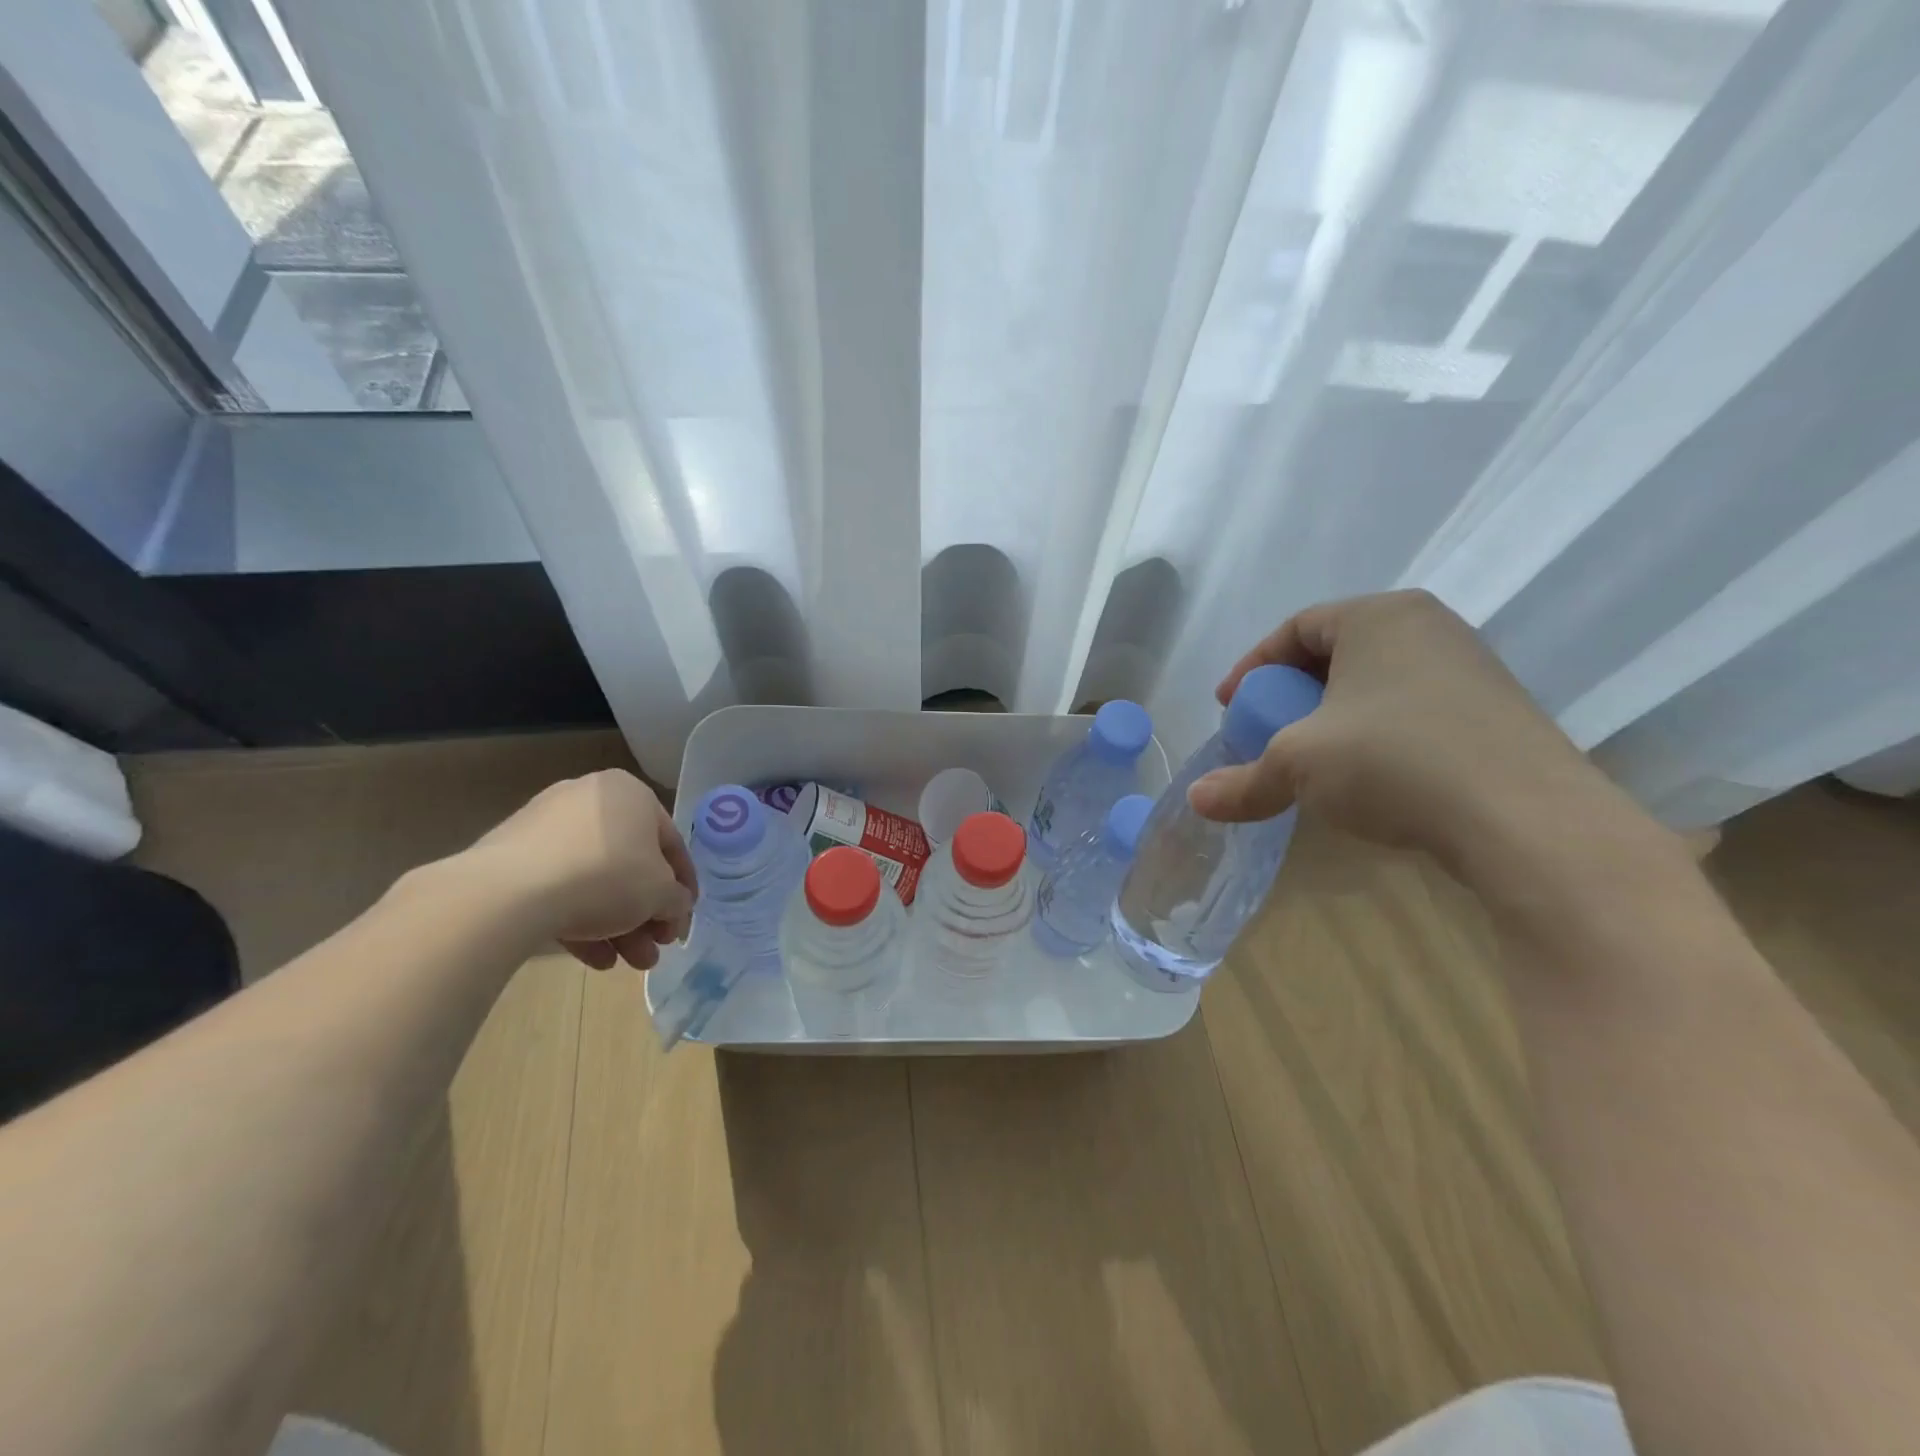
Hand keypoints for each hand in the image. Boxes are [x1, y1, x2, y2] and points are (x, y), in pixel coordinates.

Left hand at [468, 769, 697, 970]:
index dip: (683, 887)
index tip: (682, 921)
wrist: (508, 893)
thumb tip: (675, 908)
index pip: (670, 843)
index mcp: (630, 794)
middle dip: (645, 915)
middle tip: (654, 950)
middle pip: (630, 864)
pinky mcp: (513, 856)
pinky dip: (580, 919)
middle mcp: (589, 799)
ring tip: (627, 964)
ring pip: (594, 879)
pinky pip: (559, 887)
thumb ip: (677, 900)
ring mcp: (546, 826)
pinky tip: (594, 959)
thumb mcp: (661, 893)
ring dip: (618, 924)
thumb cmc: (607, 876)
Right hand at [1187, 590, 1631, 879]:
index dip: (1252, 667)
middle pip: (1337, 653)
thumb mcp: (1299, 766)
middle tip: (1266, 731)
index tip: (1230, 708)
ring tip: (1312, 757)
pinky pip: (1412, 711)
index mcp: (1379, 616)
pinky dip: (1374, 735)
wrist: (1527, 819)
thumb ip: (1244, 780)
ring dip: (1332, 717)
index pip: (1297, 628)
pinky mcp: (1494, 714)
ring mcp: (1470, 670)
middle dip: (1291, 694)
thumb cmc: (1393, 760)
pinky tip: (1367, 776)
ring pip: (1376, 684)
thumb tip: (1196, 801)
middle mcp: (1428, 628)